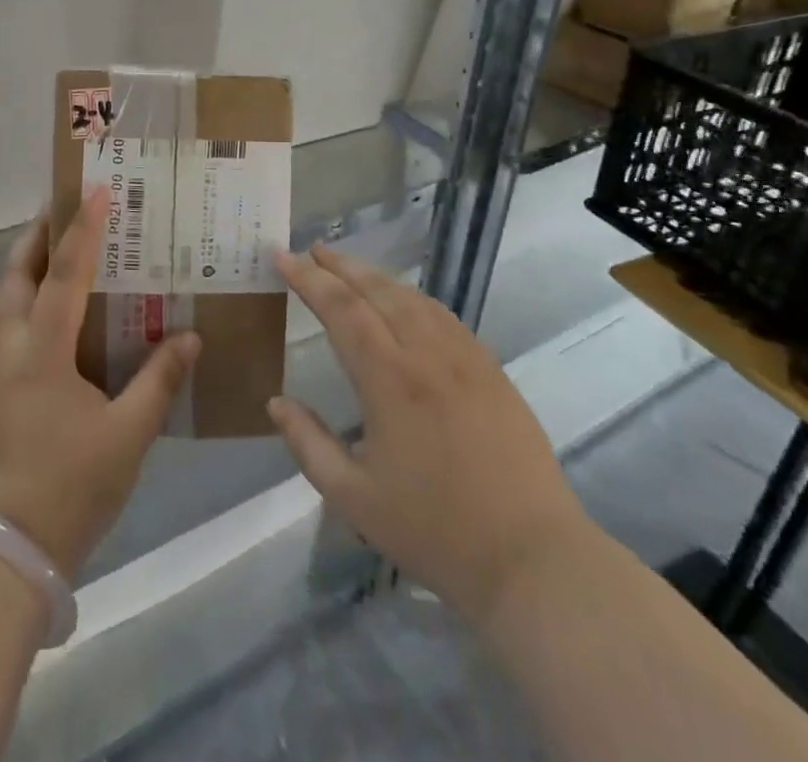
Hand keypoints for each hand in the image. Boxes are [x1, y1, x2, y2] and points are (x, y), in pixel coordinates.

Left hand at [0, 189, 200, 580]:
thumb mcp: (127, 436)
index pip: (64, 274)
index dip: (82, 229)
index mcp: (41, 351)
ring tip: (62, 250)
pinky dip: (26, 297)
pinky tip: (53, 311)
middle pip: (16, 273)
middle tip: (68, 210)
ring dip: (29, 265)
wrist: (2, 551)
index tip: (95, 190)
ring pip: (6, 297)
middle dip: (39, 236)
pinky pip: (6, 322)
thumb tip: (190, 337)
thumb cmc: (68, 487)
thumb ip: (159, 381)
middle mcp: (9, 347)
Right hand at [267, 246, 588, 623]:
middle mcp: (426, 353)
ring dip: (376, 276)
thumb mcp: (354, 499)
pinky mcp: (491, 369)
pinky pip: (443, 315)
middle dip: (340, 265)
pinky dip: (412, 297)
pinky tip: (405, 302)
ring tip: (349, 268)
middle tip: (311, 250)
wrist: (531, 558)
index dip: (308, 279)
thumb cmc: (435, 531)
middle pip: (377, 290)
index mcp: (389, 379)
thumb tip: (276, 402)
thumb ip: (309, 445)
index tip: (282, 257)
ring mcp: (465, 357)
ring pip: (412, 297)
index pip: (341, 309)